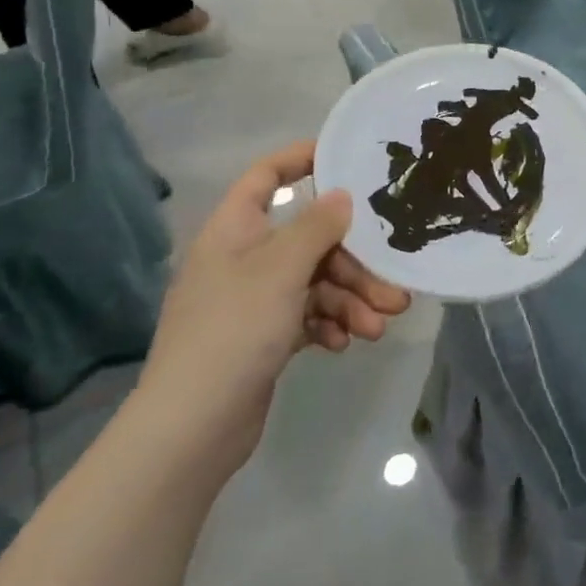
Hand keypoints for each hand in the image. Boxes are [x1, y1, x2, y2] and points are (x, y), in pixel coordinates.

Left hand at [135, 142, 410, 474]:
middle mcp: (244, 259)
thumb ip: (317, 227)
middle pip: (309, 242)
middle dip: (354, 265)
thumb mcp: (282, 269)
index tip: (345, 158)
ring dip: (350, 301)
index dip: (300, 160)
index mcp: (235, 230)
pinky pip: (307, 316)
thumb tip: (341, 195)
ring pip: (315, 283)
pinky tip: (345, 343)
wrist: (192, 428)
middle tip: (392, 288)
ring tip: (378, 326)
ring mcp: (253, 301)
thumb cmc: (235, 329)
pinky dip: (329, 325)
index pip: (265, 177)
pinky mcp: (264, 337)